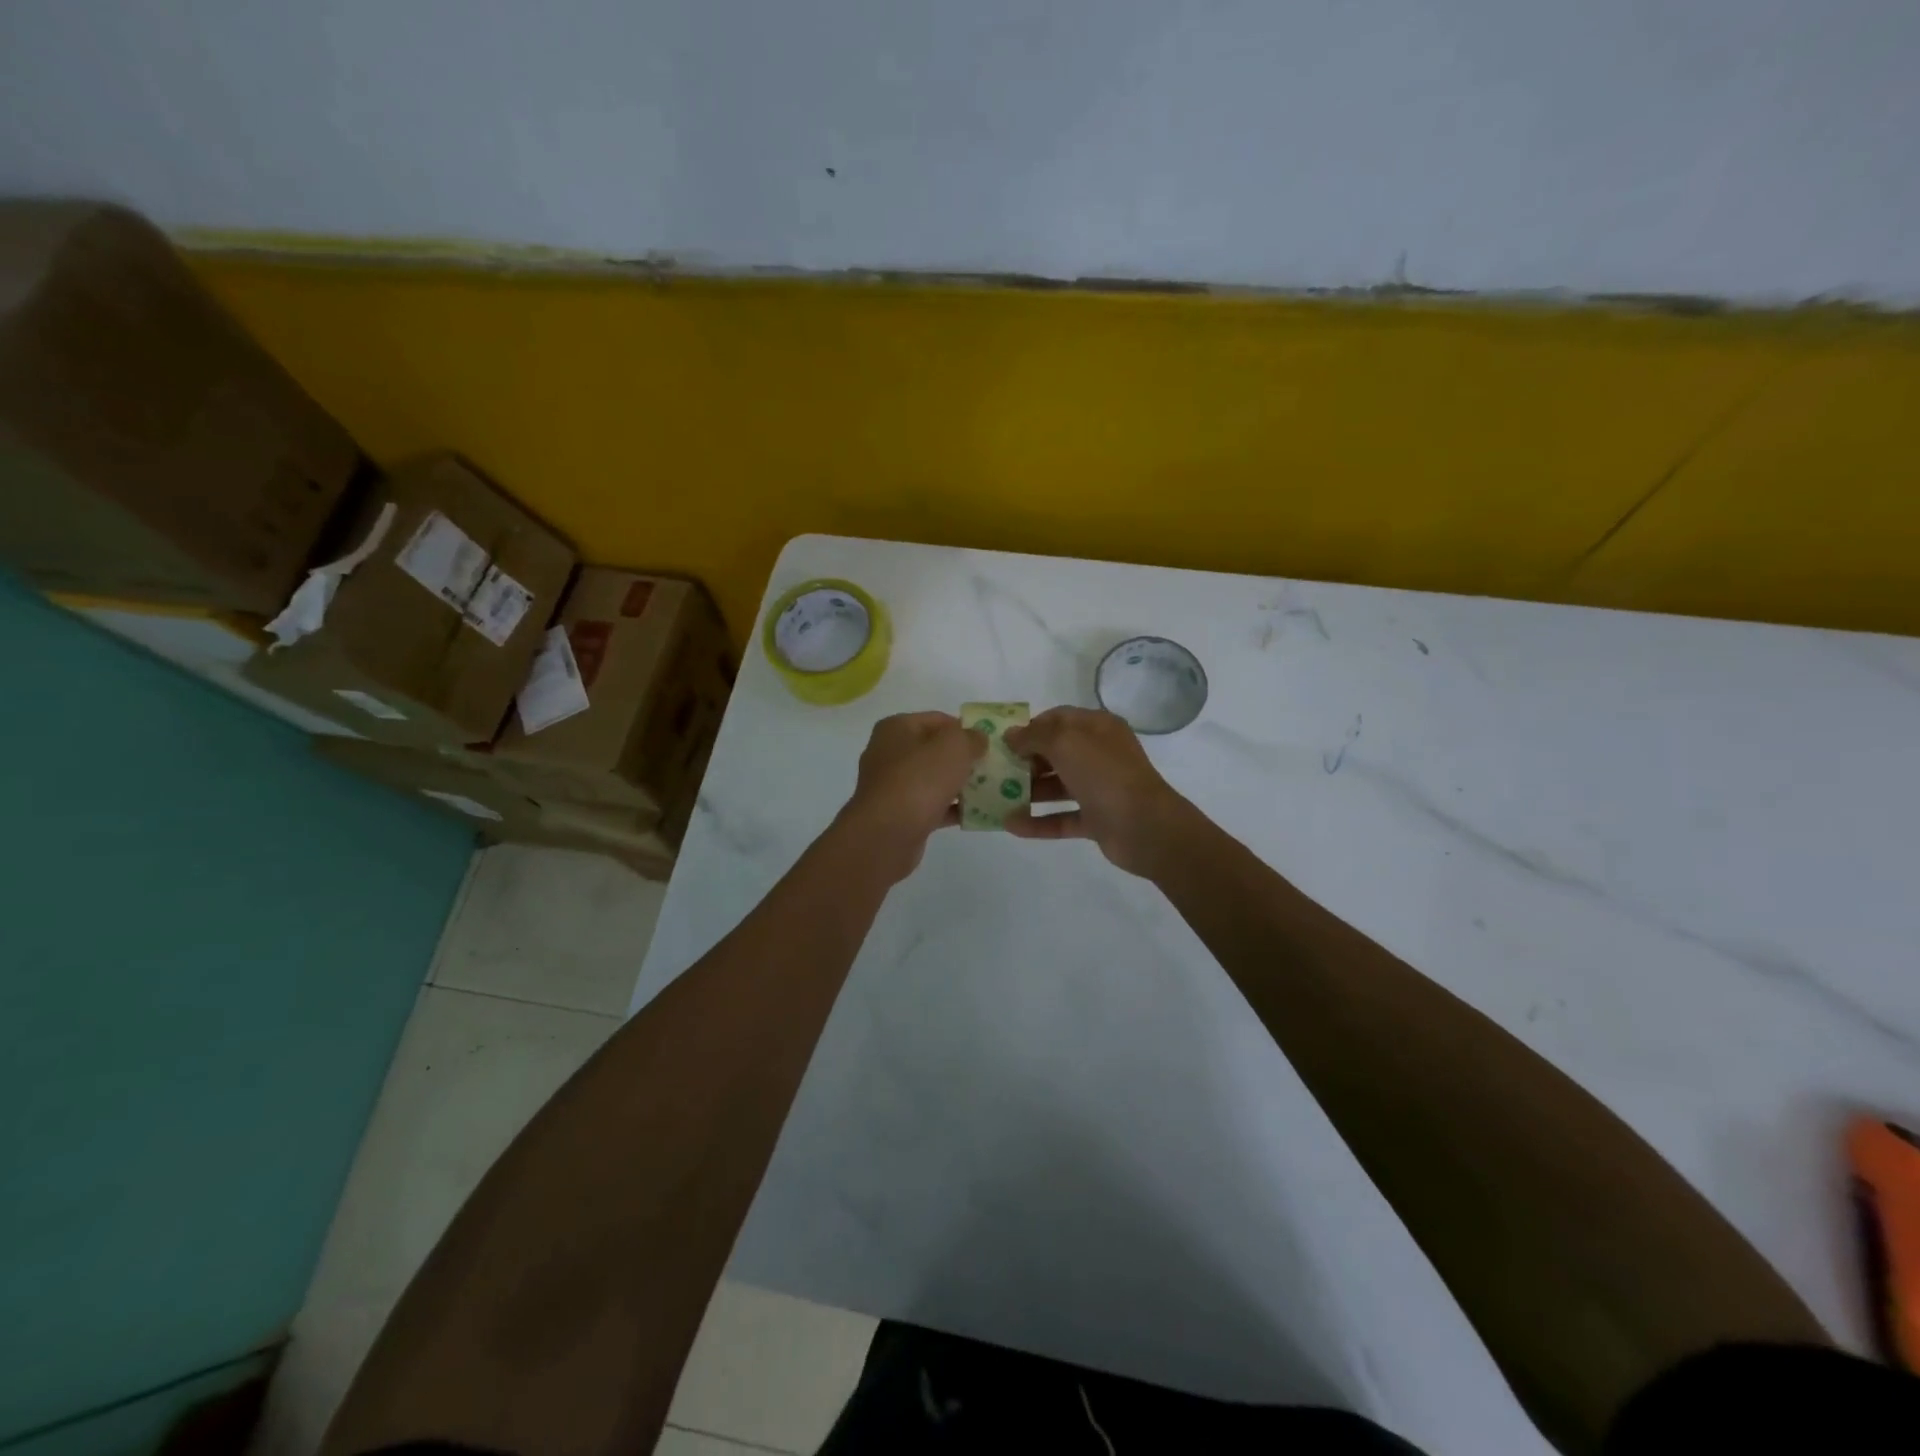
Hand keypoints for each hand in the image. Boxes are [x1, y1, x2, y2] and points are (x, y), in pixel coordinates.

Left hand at [838, 711, 985, 880]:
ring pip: (934, 779)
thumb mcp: (954, 747)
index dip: (965, 728)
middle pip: (935, 750)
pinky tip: (977, 815)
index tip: (989, 742)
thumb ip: (971, 737)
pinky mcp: (899, 815)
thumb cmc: (919, 780)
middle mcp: (889, 753)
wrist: (886, 835)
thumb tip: (978, 738)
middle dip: (964, 758)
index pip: (937, 720)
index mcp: (896, 728)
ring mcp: (892, 786)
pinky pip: (932, 806)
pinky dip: (952, 808)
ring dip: (960, 785)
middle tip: (992, 767)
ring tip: (990, 790)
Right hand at [1003, 707, 1192, 876]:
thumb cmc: (1105, 774)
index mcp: (1098, 728)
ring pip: (1057, 786)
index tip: (1003, 742)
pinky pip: (1061, 818)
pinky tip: (1011, 825)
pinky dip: (1038, 822)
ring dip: (1028, 792)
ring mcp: (1099, 788)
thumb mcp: (1066, 742)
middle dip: (1025, 760)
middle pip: (1056, 752)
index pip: (1059, 719)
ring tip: (996, 798)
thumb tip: (1011, 735)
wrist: (1145, 827)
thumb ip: (1034, 735)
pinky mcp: (1097, 819)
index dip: (1031, 727)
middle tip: (996, 771)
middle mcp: (1099, 754)